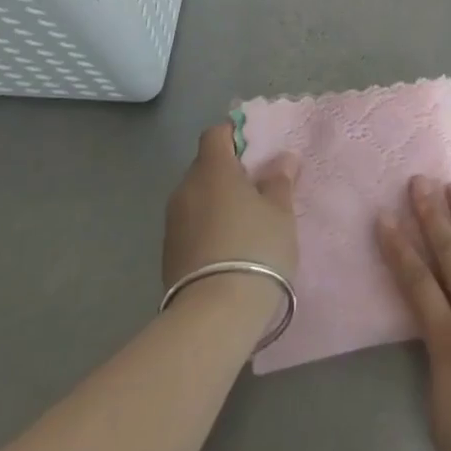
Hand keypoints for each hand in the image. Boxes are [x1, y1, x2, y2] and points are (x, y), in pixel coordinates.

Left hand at [163, 124, 299, 303]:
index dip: (236, 135)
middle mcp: (186, 189)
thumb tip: (282, 159)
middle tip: (258, 189)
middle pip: (206, 166)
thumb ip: (279, 181)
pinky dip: (208, 228)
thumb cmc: (256, 249)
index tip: (257, 151)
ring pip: (198, 198)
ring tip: (246, 223)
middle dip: (229, 172)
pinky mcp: (168, 254)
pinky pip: (191, 226)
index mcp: (212, 169)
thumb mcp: (280, 213)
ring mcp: (172, 223)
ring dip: (218, 202)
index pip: (216, 134)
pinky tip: (229, 249)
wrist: (214, 316)